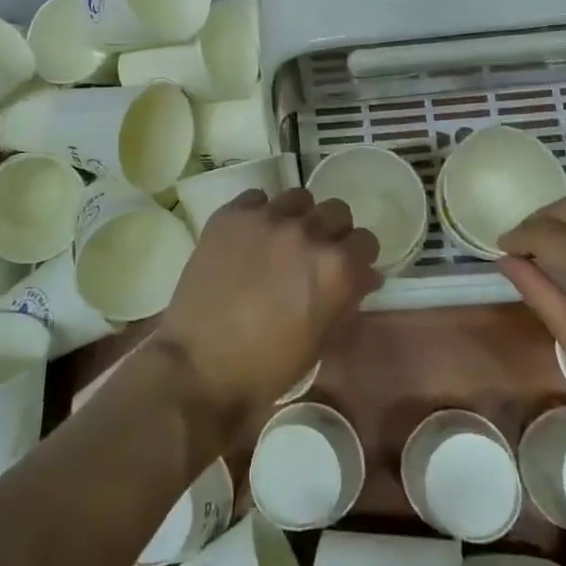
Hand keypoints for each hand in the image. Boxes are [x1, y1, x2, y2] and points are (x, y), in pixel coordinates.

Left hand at [158, 188, 381, 432]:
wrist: (199, 366)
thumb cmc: (267, 367)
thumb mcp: (321, 342)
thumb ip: (347, 300)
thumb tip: (363, 277)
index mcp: (335, 267)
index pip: (366, 240)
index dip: (359, 256)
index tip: (350, 268)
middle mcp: (306, 232)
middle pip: (337, 211)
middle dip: (333, 231)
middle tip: (315, 253)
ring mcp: (266, 219)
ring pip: (298, 198)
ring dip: (298, 217)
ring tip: (282, 240)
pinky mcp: (231, 215)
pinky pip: (256, 198)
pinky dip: (259, 214)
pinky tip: (249, 237)